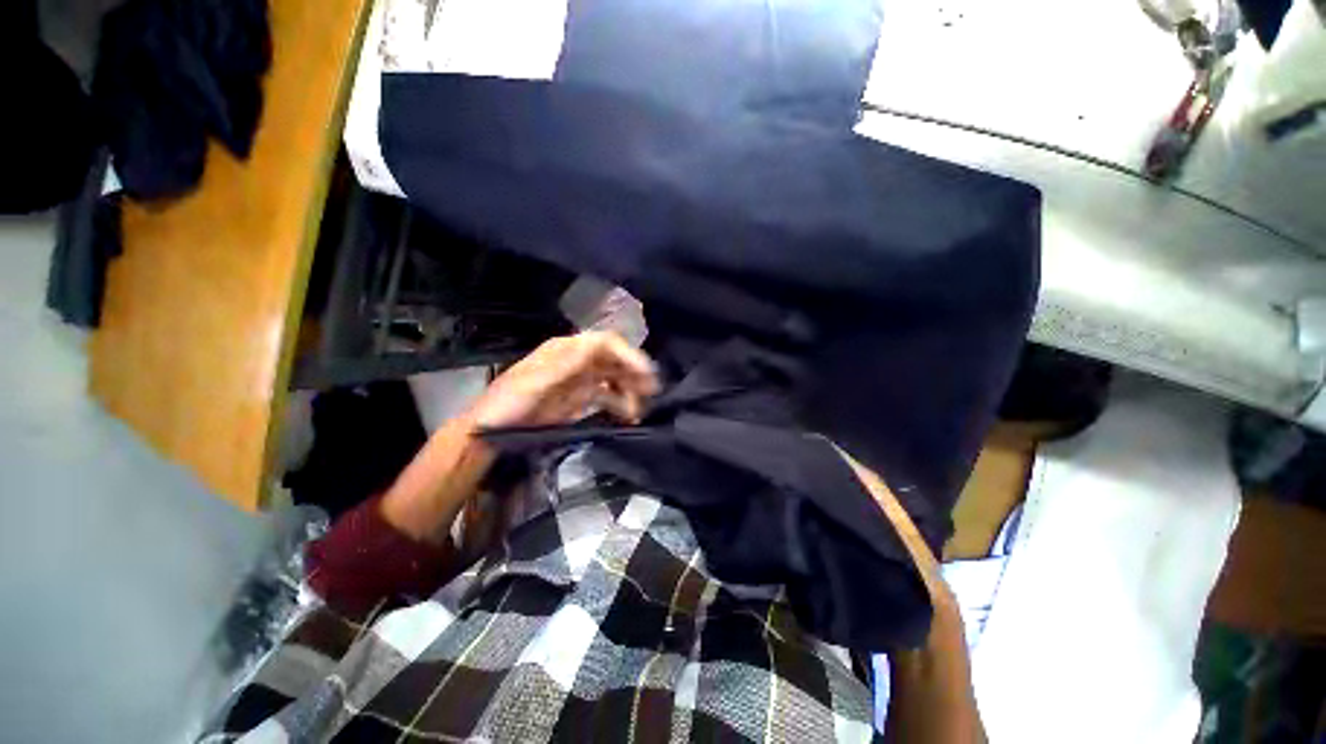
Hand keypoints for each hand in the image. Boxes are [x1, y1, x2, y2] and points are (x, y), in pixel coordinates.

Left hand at [467, 331, 660, 429]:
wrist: (491, 433)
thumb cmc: (508, 403)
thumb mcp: (534, 382)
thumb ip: (566, 365)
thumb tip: (597, 345)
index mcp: (566, 350)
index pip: (605, 343)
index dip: (628, 354)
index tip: (646, 372)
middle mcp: (578, 361)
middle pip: (614, 360)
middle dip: (634, 373)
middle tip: (652, 392)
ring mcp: (580, 381)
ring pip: (614, 379)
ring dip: (630, 391)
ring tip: (641, 410)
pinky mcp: (580, 400)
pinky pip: (608, 398)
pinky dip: (621, 405)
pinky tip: (629, 417)